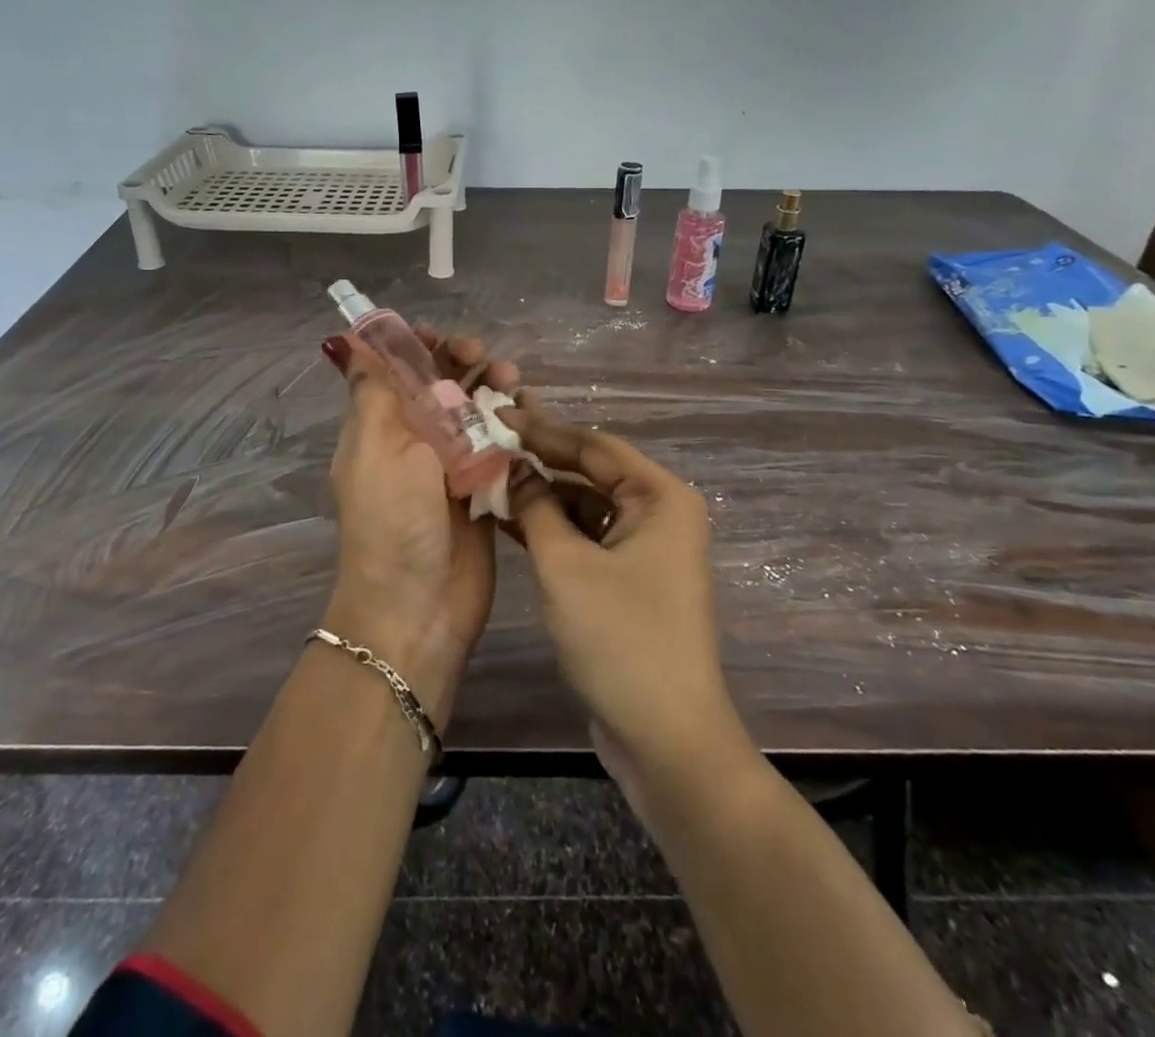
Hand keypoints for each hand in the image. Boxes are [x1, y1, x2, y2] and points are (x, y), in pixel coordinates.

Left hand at [321, 329, 518, 728]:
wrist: (418, 608)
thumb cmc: (392, 522)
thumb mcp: (375, 449)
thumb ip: (373, 393)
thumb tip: (345, 343)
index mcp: (381, 427)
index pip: (398, 372)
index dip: (418, 349)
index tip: (442, 339)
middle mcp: (416, 441)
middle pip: (442, 386)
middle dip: (464, 364)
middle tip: (485, 359)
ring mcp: (452, 466)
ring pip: (476, 412)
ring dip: (493, 390)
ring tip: (513, 382)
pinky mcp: (484, 490)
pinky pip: (501, 447)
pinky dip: (514, 427)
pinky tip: (529, 415)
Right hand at [503, 408, 744, 777]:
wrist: (666, 739)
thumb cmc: (620, 639)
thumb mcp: (565, 566)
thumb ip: (535, 508)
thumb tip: (512, 470)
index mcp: (659, 496)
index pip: (593, 445)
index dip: (542, 429)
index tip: (496, 414)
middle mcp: (659, 513)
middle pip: (591, 472)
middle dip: (540, 460)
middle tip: (488, 440)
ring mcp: (646, 548)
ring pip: (586, 506)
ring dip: (542, 496)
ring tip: (489, 477)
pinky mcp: (629, 579)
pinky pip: (587, 537)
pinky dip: (553, 529)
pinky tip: (510, 520)